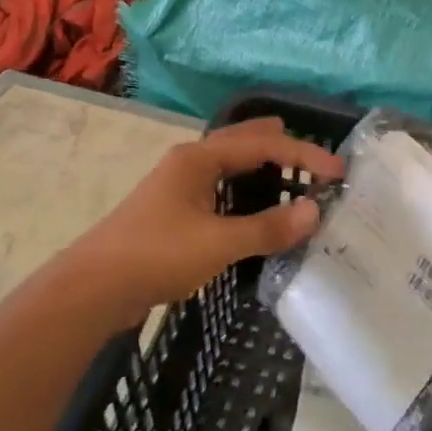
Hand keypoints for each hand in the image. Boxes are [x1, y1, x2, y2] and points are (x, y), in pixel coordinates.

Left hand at [63, 117, 344, 324]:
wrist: (94, 287)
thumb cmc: (157, 255)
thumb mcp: (218, 242)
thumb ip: (267, 227)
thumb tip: (314, 211)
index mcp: (198, 159)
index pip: (262, 145)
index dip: (303, 155)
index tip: (337, 171)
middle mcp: (188, 164)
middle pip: (241, 143)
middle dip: (277, 144)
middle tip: (311, 151)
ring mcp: (176, 188)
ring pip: (227, 166)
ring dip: (259, 166)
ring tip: (285, 169)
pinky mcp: (171, 213)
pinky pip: (218, 190)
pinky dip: (243, 191)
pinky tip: (250, 207)